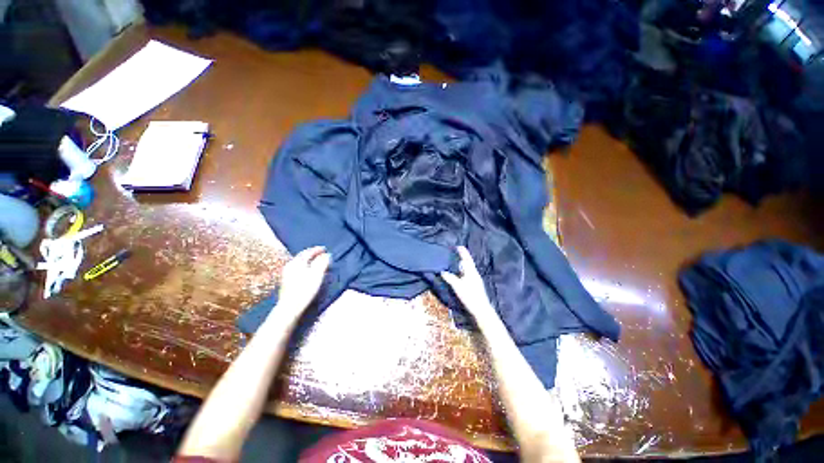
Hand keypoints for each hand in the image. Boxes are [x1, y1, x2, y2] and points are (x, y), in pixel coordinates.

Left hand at [276, 246, 330, 315]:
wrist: (290, 307)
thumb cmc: (305, 289)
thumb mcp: (317, 274)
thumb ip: (322, 263)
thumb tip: (327, 255)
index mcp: (297, 262)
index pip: (308, 252)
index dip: (317, 250)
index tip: (325, 249)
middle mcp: (290, 266)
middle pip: (302, 257)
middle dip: (312, 254)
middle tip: (321, 254)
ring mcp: (287, 274)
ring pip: (300, 263)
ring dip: (309, 261)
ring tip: (316, 262)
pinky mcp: (286, 282)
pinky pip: (298, 269)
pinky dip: (305, 267)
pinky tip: (308, 272)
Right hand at [440, 246, 495, 319]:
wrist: (481, 310)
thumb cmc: (470, 296)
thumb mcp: (458, 286)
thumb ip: (450, 278)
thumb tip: (443, 271)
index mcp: (471, 272)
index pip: (467, 259)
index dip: (463, 252)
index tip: (458, 246)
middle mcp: (474, 274)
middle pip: (468, 263)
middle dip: (462, 257)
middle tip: (455, 253)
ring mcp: (475, 280)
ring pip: (468, 269)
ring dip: (462, 265)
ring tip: (455, 262)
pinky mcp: (475, 286)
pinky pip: (467, 274)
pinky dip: (462, 271)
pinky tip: (459, 275)